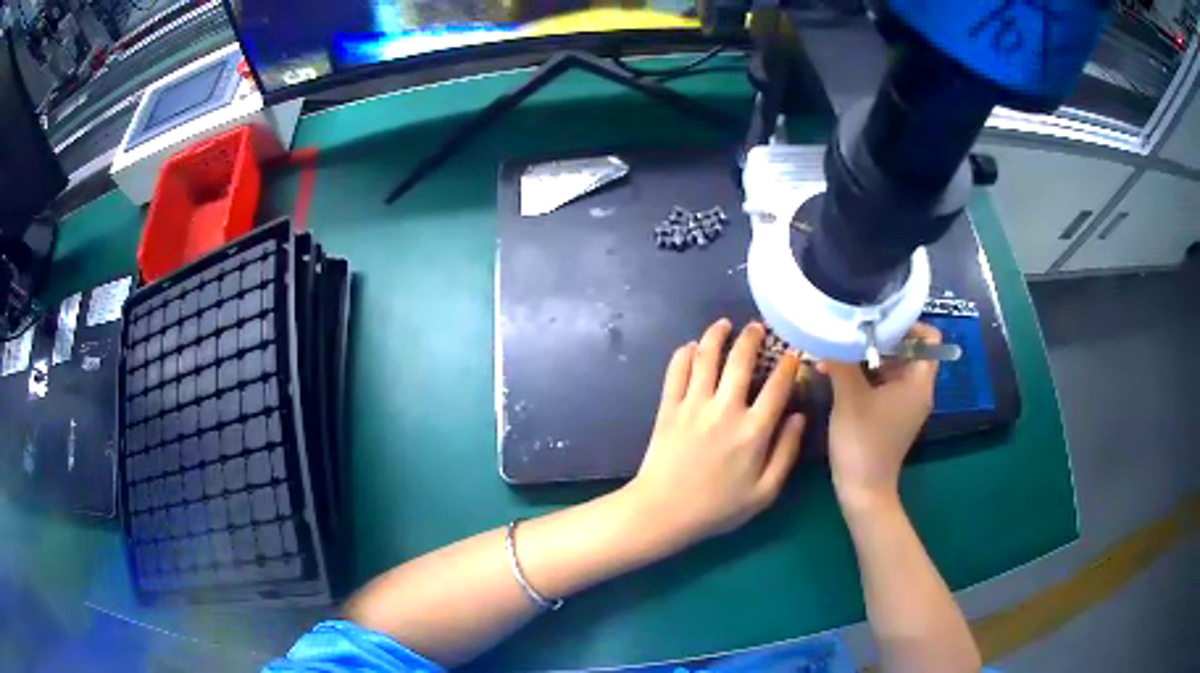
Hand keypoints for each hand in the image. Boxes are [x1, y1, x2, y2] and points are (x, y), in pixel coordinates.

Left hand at [623, 319, 806, 550]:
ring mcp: (693, 405)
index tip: (792, 352)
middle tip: (756, 327)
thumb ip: (786, 452)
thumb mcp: (764, 492)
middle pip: (740, 360)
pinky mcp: (668, 407)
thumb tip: (799, 416)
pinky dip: (683, 354)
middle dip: (751, 337)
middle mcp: (725, 409)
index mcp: (753, 431)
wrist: (663, 512)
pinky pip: (676, 371)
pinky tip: (690, 347)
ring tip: (723, 325)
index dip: (788, 364)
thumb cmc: (718, 508)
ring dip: (715, 335)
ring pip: (706, 356)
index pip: (778, 386)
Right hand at [818, 323, 940, 511]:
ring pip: (893, 367)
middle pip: (908, 350)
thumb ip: (842, 360)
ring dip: (868, 358)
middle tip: (851, 335)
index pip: (928, 338)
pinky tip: (838, 375)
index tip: (877, 321)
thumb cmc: (862, 442)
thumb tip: (830, 332)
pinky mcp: (893, 415)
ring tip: (838, 354)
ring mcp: (906, 404)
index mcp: (918, 382)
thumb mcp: (849, 397)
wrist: (862, 491)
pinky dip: (866, 376)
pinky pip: (885, 384)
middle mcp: (918, 390)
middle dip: (879, 339)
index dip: (907, 324)